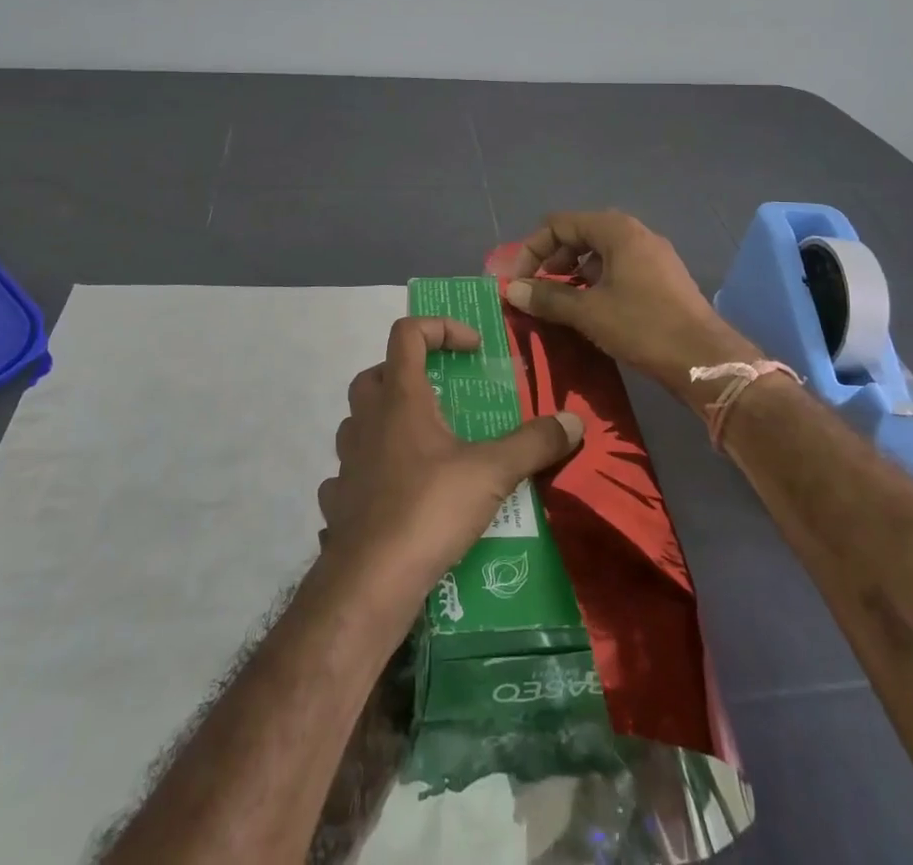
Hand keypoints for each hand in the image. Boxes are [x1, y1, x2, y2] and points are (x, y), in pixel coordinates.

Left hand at [316, 316, 582, 606]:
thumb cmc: (429, 509)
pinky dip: (372, 470)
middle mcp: (367, 420)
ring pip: (359, 421)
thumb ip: (534, 443)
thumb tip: (574, 421)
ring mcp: (347, 461)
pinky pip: (350, 471)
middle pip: (377, 373)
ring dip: (387, 421)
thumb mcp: (493, 472)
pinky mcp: (338, 501)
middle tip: (442, 395)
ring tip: (424, 444)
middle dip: (409, 373)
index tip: (473, 350)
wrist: (369, 584)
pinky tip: (397, 492)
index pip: (407, 333)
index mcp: (400, 399)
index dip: (440, 328)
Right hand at [504, 210, 760, 392]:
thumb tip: (511, 289)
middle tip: (536, 289)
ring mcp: (653, 255)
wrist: (704, 359)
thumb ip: (548, 297)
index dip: (532, 249)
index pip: (560, 224)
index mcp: (617, 230)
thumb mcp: (588, 312)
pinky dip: (596, 281)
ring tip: (558, 301)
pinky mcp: (662, 278)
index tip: (517, 280)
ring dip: (573, 272)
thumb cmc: (643, 326)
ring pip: (600, 252)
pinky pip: (618, 268)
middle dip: (552, 258)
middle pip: (580, 233)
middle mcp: (636, 234)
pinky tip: (589, 309)